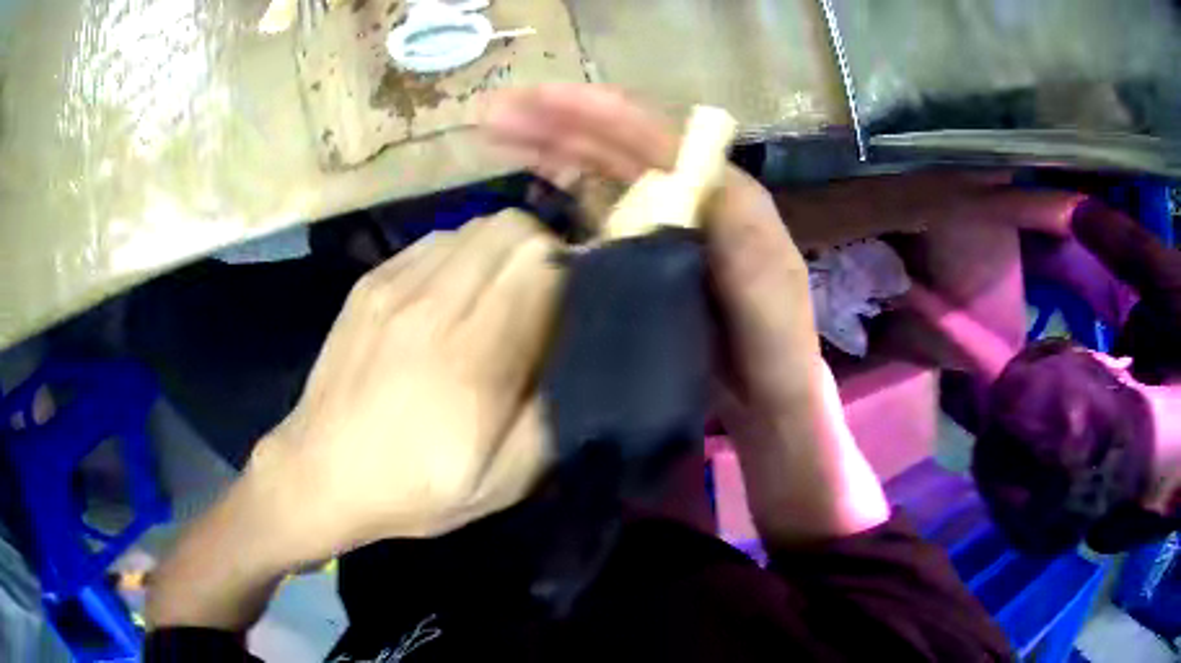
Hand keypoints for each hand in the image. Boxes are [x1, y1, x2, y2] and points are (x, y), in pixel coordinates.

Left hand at [245, 210, 563, 565]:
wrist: (320, 471)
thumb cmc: (415, 488)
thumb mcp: (505, 481)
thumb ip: (549, 410)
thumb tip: (568, 344)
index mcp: (474, 363)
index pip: (542, 263)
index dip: (569, 271)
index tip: (572, 300)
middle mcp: (435, 308)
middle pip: (513, 228)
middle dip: (541, 251)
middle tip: (540, 292)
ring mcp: (396, 287)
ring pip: (476, 226)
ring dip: (500, 250)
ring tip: (494, 293)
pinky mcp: (370, 281)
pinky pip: (436, 240)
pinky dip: (460, 255)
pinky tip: (450, 296)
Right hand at [483, 85, 887, 542]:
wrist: (769, 394)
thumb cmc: (774, 341)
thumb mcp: (765, 281)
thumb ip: (729, 221)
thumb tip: (665, 174)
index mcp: (719, 190)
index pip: (650, 135)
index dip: (591, 113)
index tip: (533, 102)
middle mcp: (688, 192)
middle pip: (615, 142)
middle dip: (555, 121)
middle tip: (492, 114)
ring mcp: (662, 218)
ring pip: (601, 167)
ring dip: (550, 145)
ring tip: (497, 133)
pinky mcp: (643, 247)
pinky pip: (598, 204)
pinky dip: (562, 185)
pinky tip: (530, 178)